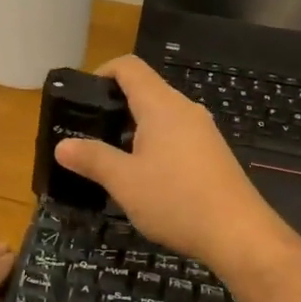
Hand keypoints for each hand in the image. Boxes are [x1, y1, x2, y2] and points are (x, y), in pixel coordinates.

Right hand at [54, 55, 291, 274]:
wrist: (238, 234)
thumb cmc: (176, 200)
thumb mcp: (124, 182)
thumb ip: (92, 159)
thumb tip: (62, 146)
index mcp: (161, 106)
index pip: (129, 67)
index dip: (102, 72)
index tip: (82, 98)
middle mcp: (185, 109)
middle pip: (146, 90)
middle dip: (115, 106)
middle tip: (89, 134)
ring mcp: (203, 132)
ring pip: (162, 117)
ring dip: (134, 130)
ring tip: (112, 159)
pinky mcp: (213, 154)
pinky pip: (177, 136)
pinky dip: (155, 145)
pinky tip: (146, 178)